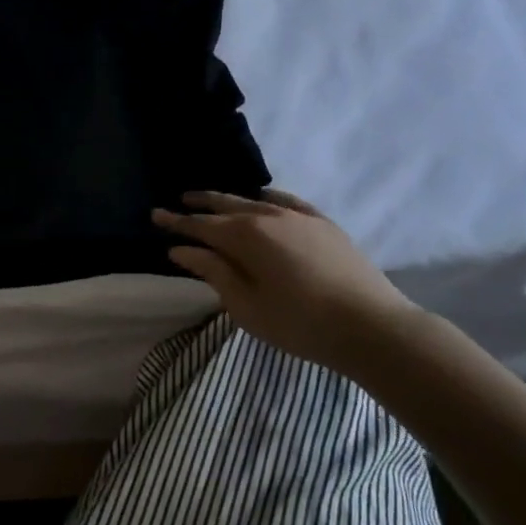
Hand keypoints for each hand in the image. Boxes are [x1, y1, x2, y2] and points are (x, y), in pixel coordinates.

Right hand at [153, 190, 417, 373]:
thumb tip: (181, 250)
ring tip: (214, 200)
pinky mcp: (324, 225)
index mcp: (245, 237)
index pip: (200, 225)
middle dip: (200, 204)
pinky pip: (288, 202)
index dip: (175, 221)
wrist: (371, 326)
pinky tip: (264, 198)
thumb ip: (212, 272)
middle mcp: (269, 217)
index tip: (154, 214)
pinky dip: (269, 198)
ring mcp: (300, 217)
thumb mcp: (244, 304)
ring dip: (230, 200)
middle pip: (226, 205)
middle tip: (178, 201)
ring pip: (256, 201)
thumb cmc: (298, 322)